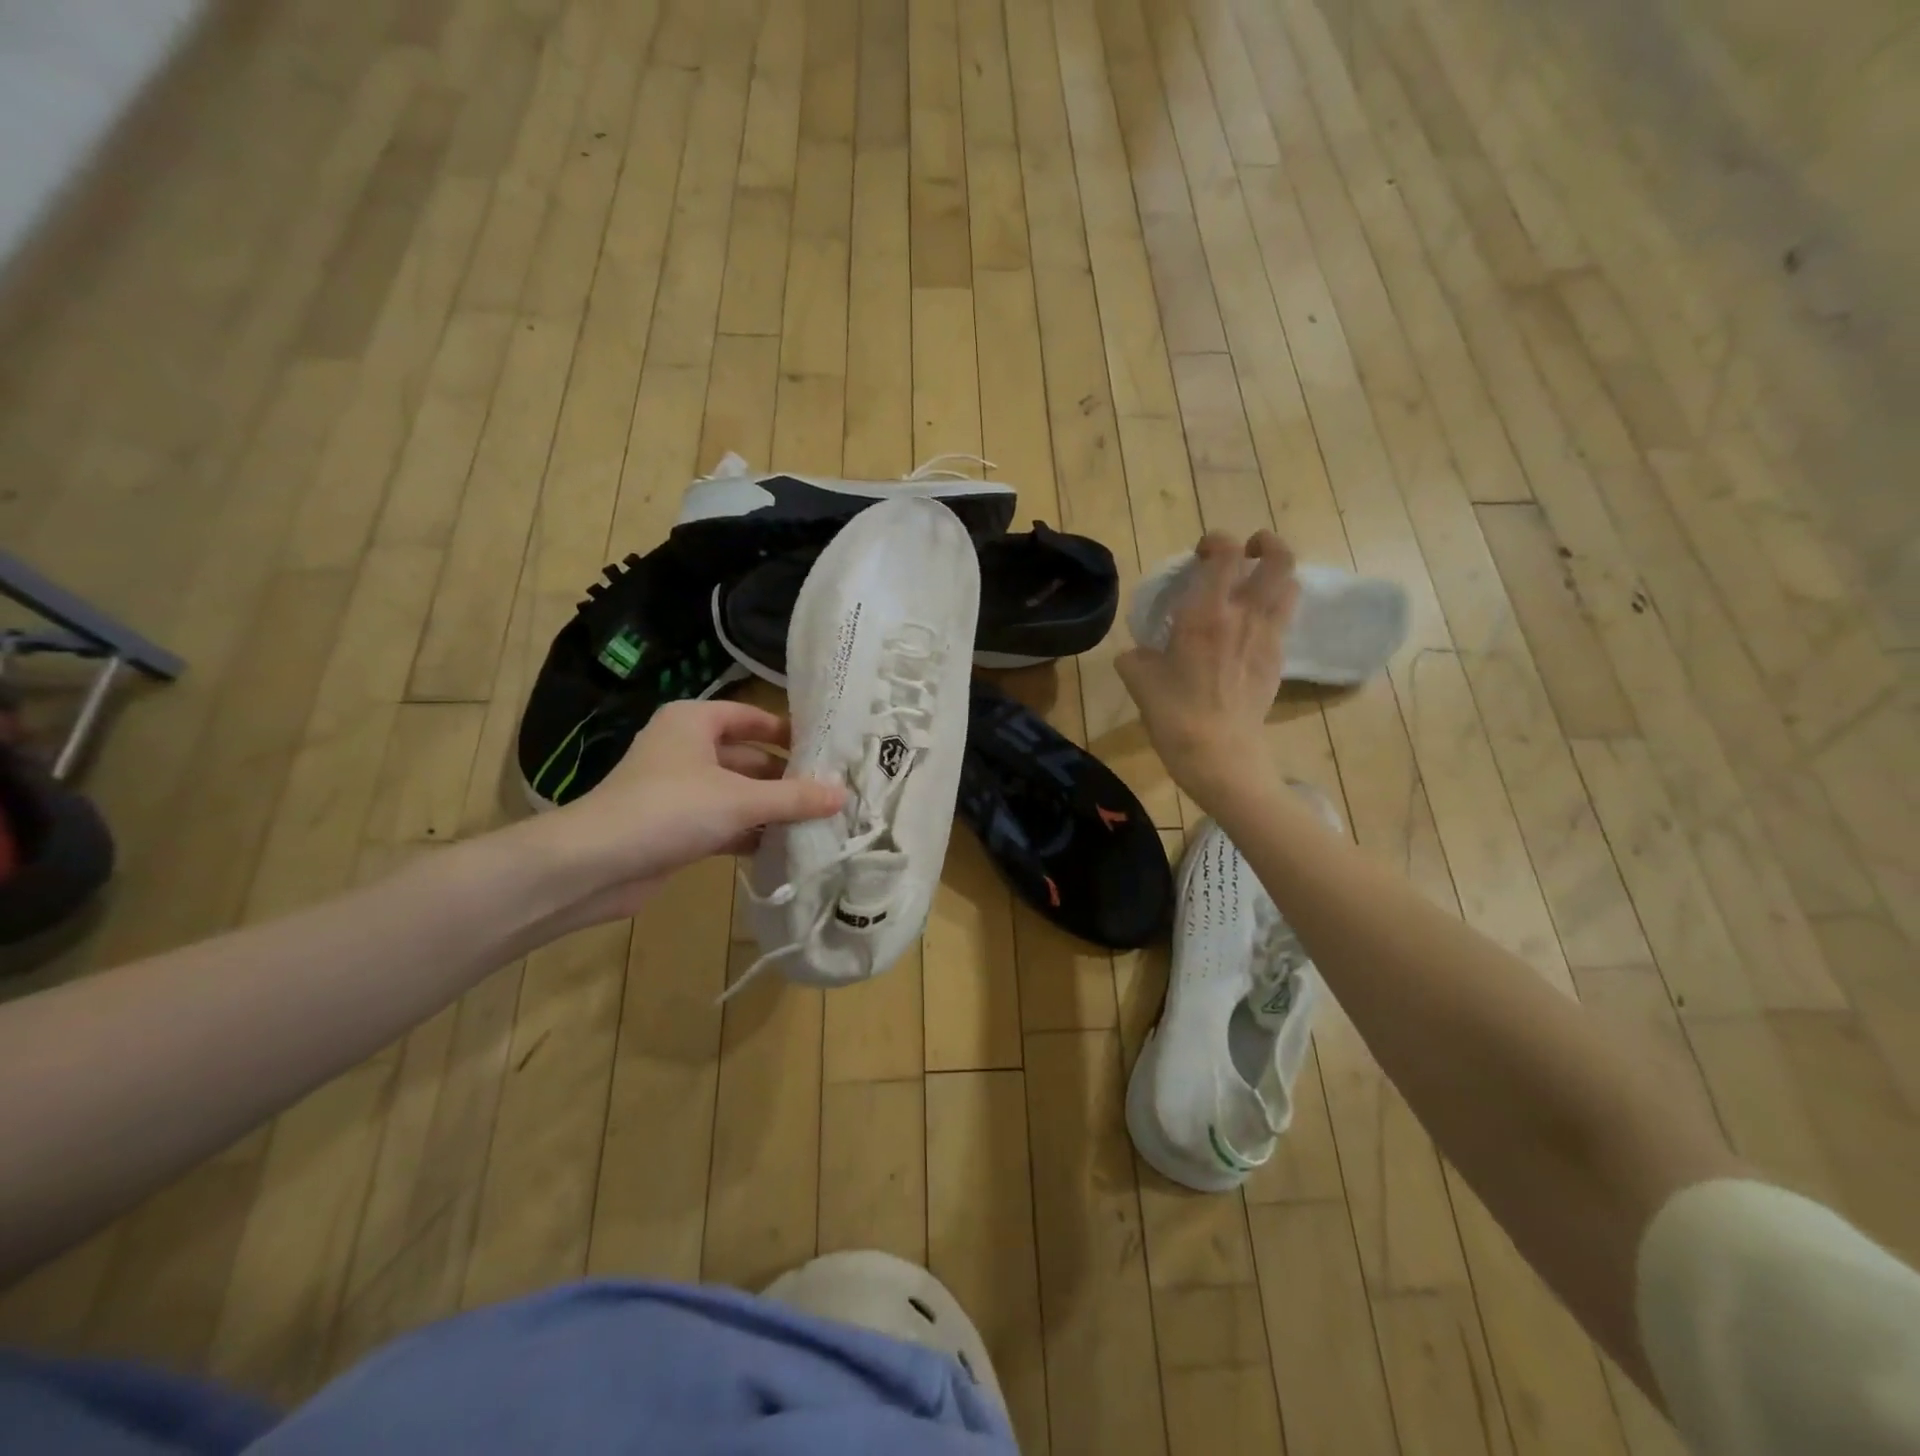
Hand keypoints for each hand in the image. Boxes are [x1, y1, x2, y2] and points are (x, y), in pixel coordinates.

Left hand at [520, 700, 845, 924]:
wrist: (595, 865)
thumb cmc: (669, 810)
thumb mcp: (740, 799)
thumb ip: (794, 797)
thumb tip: (843, 794)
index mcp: (694, 722)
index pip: (750, 717)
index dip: (787, 731)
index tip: (826, 748)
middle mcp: (687, 749)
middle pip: (748, 758)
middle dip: (786, 777)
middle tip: (832, 792)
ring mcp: (680, 790)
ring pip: (738, 793)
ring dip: (772, 808)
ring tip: (820, 820)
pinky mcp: (677, 827)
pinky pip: (725, 822)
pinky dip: (752, 832)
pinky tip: (787, 846)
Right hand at [1117, 531, 1297, 809]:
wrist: (1219, 754)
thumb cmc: (1174, 715)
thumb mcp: (1138, 680)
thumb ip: (1136, 656)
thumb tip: (1138, 652)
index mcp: (1205, 613)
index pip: (1225, 553)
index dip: (1217, 540)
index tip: (1202, 551)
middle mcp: (1244, 615)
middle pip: (1278, 560)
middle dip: (1267, 545)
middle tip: (1249, 550)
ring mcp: (1267, 637)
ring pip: (1290, 586)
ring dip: (1277, 575)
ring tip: (1258, 582)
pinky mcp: (1277, 660)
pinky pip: (1284, 619)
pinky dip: (1274, 609)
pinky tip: (1253, 625)